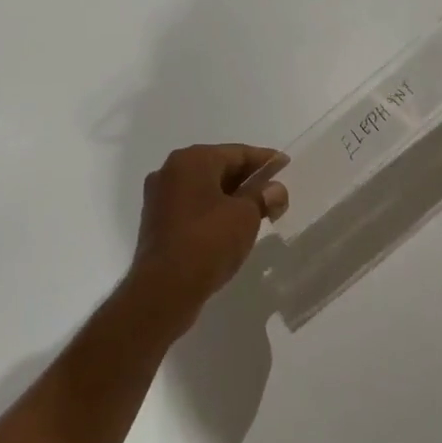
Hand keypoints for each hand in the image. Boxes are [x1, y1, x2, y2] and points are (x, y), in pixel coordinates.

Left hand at [130, 144, 287, 324]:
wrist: (163, 290)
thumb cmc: (208, 241)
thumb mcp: (246, 216)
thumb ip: (263, 196)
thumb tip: (274, 189)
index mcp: (192, 160)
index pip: (237, 152)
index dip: (264, 160)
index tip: (284, 165)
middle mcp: (170, 170)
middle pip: (219, 168)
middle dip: (248, 180)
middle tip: (274, 193)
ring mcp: (160, 197)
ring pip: (204, 189)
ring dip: (231, 197)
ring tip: (258, 212)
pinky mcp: (156, 222)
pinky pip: (192, 207)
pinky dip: (213, 211)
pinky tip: (231, 227)